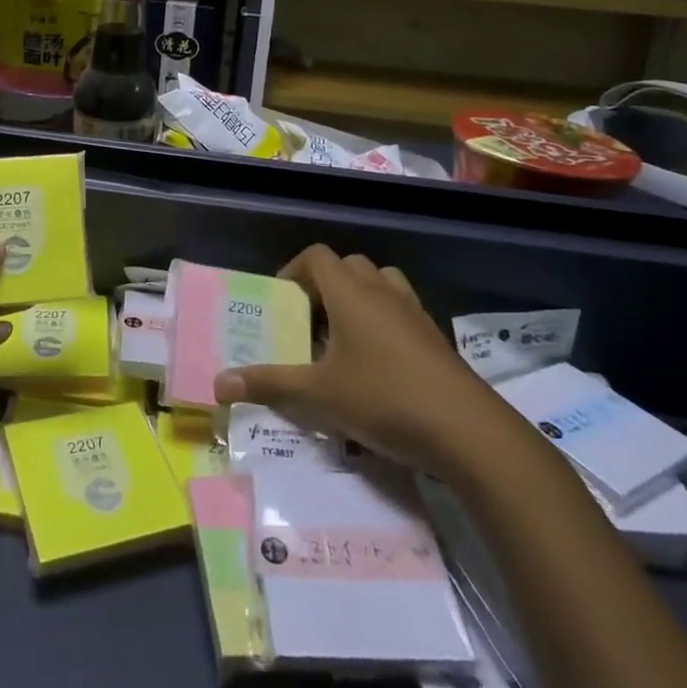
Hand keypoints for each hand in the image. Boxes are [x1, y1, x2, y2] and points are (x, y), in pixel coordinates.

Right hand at [212, 244, 519, 481]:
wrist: (468, 431)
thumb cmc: (384, 399)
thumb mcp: (319, 395)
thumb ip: (269, 385)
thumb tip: (218, 383)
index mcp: (350, 292)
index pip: (316, 256)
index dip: (294, 270)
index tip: (282, 301)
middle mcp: (382, 291)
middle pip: (348, 265)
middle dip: (325, 286)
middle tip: (310, 321)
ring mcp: (414, 312)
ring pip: (380, 283)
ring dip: (359, 298)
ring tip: (344, 337)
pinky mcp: (436, 337)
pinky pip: (402, 311)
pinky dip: (385, 321)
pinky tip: (378, 364)